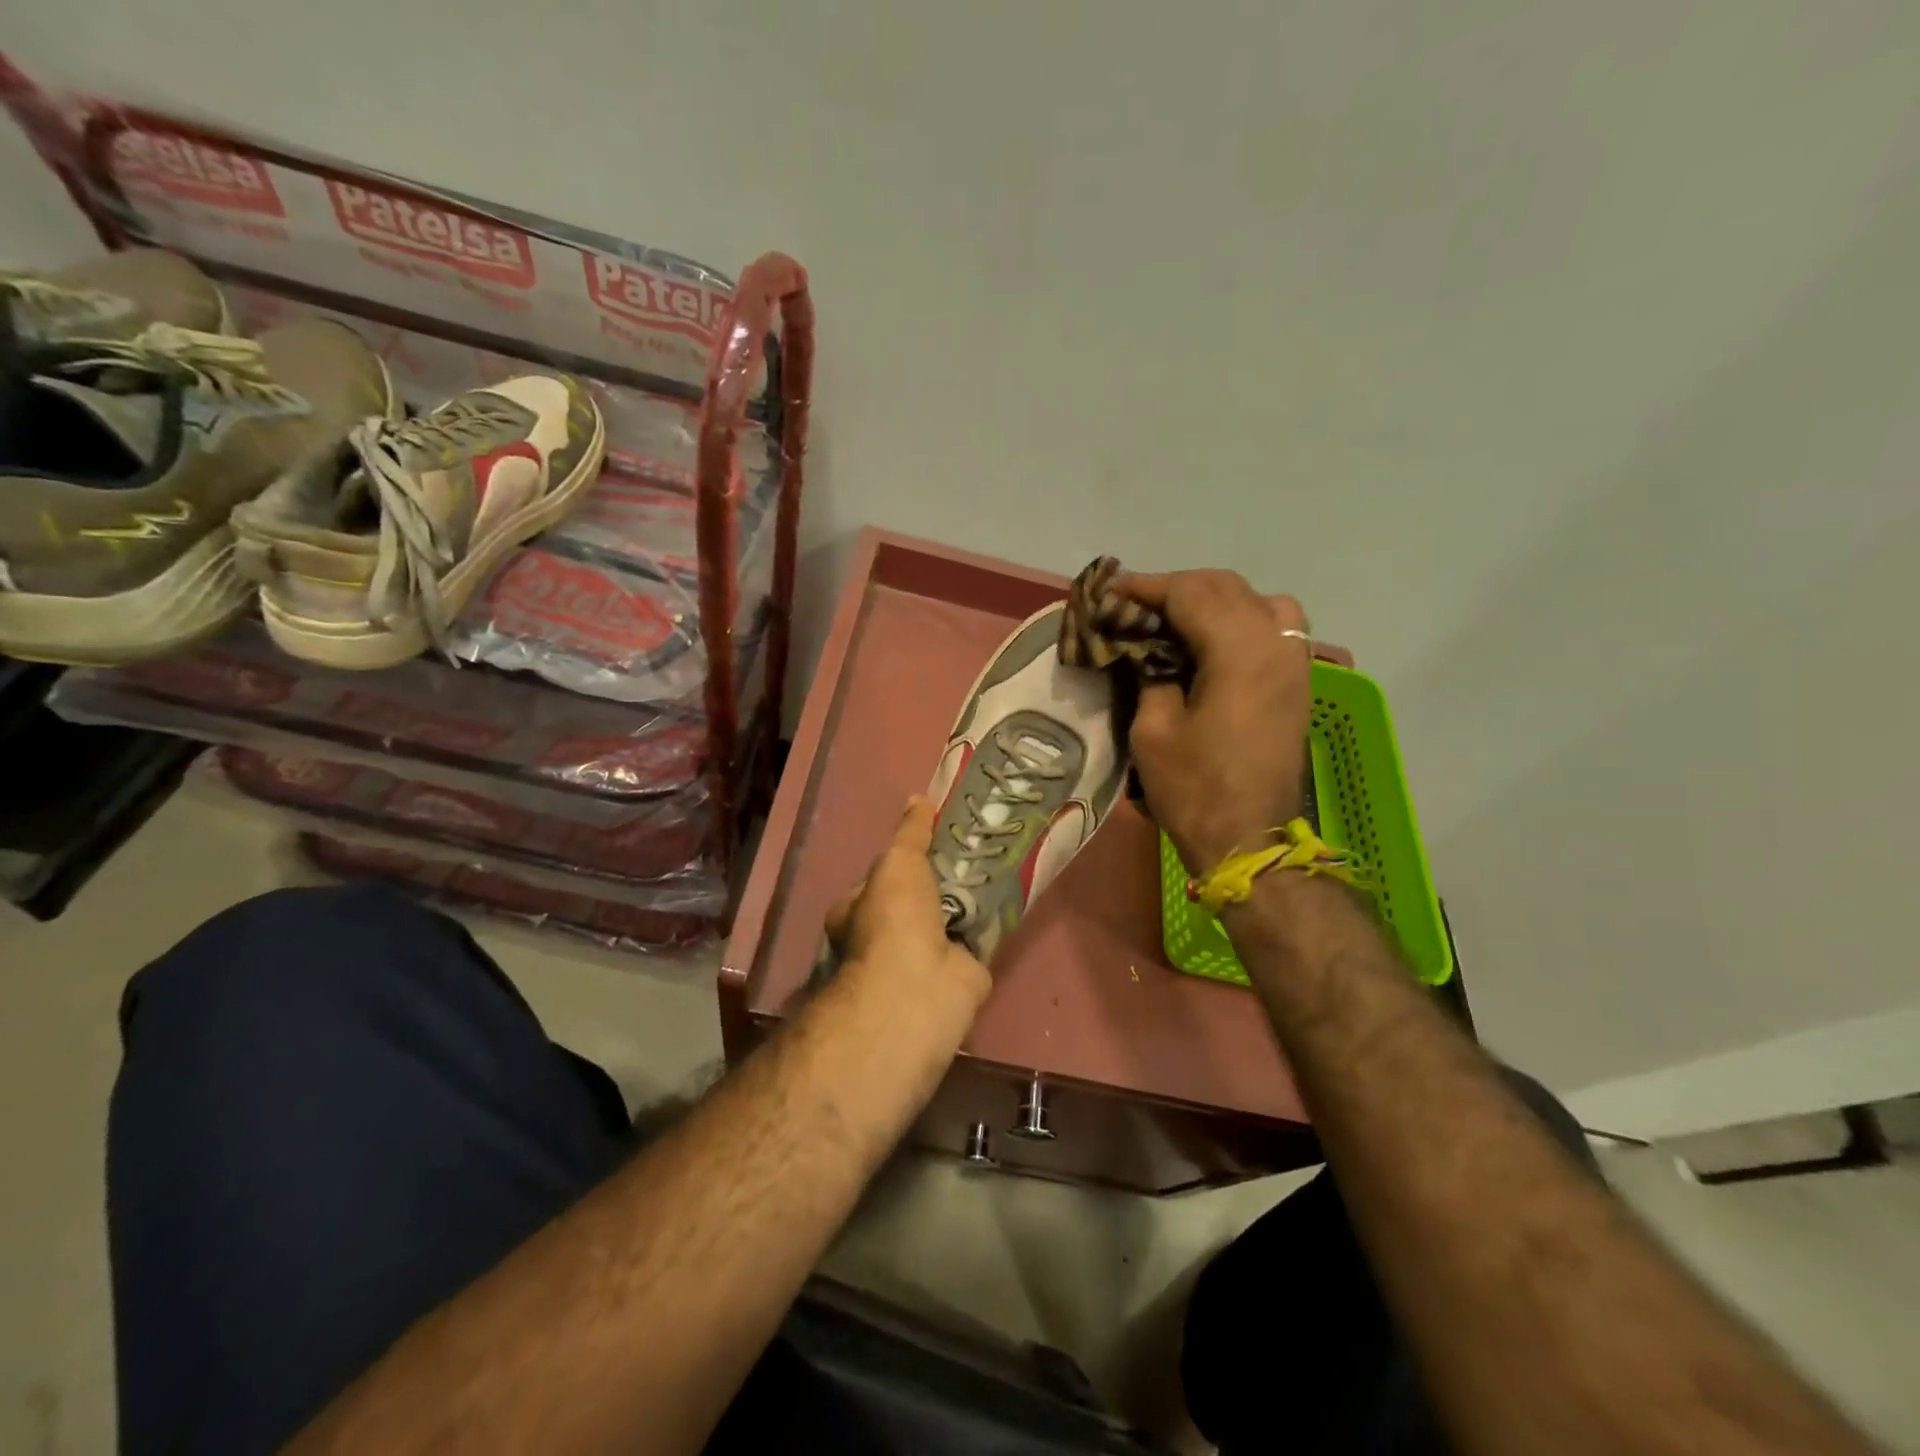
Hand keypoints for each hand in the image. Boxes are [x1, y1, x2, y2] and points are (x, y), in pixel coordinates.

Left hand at [826, 797, 993, 1008]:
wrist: (921, 983)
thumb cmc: (894, 918)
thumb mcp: (898, 861)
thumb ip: (910, 832)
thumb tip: (918, 799)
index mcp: (856, 914)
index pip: (879, 880)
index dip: (902, 859)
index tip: (932, 837)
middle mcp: (886, 938)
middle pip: (919, 898)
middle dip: (942, 878)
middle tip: (973, 845)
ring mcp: (924, 956)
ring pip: (951, 916)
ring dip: (970, 896)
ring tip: (997, 857)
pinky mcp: (962, 969)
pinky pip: (979, 934)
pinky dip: (993, 917)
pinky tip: (1013, 889)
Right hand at [1122, 569, 1313, 872]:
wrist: (1249, 839)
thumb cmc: (1194, 788)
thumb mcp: (1153, 729)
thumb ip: (1151, 674)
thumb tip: (1147, 648)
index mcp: (1238, 651)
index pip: (1190, 593)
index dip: (1147, 587)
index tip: (1111, 591)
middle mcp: (1275, 643)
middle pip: (1225, 587)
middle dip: (1177, 587)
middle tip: (1135, 605)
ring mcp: (1295, 661)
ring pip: (1258, 600)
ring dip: (1215, 598)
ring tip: (1179, 618)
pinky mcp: (1299, 681)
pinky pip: (1276, 626)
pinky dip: (1243, 618)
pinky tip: (1216, 640)